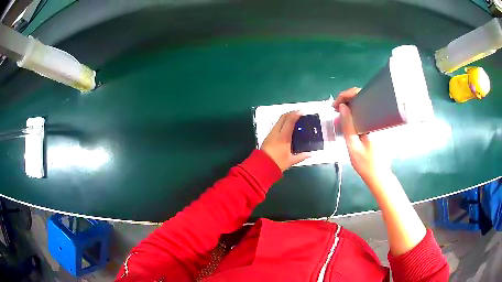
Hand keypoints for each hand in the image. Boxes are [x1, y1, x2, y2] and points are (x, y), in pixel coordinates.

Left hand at [260, 111, 309, 171]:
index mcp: (283, 137)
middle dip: (291, 113)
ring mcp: (271, 134)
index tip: (302, 111)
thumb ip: (301, 156)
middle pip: (283, 117)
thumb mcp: (291, 161)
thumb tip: (310, 154)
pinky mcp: (268, 136)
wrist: (261, 167)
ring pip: (279, 120)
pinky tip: (287, 126)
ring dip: (287, 117)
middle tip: (299, 113)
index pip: (289, 121)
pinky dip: (283, 122)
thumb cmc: (277, 163)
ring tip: (295, 118)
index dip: (296, 114)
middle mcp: (276, 133)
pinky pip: (276, 125)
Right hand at [333, 88, 378, 181]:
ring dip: (351, 106)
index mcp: (374, 120)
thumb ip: (347, 125)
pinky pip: (366, 113)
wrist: (378, 176)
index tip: (335, 105)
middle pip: (363, 98)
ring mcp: (380, 122)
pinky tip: (349, 119)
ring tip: (340, 113)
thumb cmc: (366, 164)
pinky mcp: (378, 126)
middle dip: (347, 100)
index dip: (345, 96)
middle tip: (335, 109)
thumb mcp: (353, 146)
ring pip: (364, 105)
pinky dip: (356, 113)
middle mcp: (379, 118)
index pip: (361, 97)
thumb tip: (342, 107)